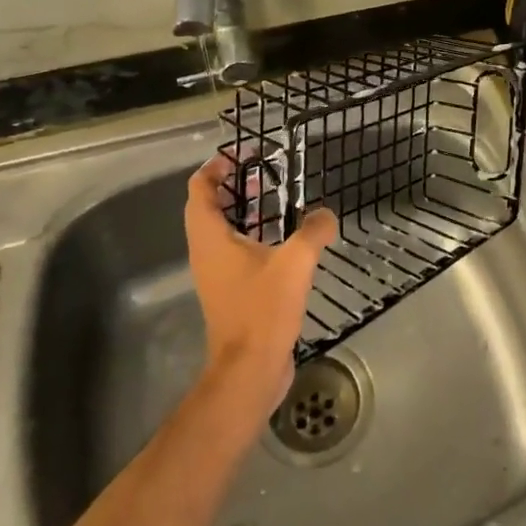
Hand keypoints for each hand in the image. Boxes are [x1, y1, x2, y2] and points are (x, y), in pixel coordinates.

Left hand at [184, 153, 337, 421]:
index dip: (215, 167)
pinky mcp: (229, 291)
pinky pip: (234, 252)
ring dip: (241, 212)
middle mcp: (205, 252)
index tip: (240, 156)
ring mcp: (216, 274)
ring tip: (272, 201)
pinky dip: (250, 236)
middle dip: (231, 186)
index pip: (199, 189)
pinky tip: (282, 242)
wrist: (250, 369)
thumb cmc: (262, 309)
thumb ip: (313, 232)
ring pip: (220, 230)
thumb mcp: (294, 264)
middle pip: (207, 207)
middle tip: (261, 174)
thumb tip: (327, 214)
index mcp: (210, 238)